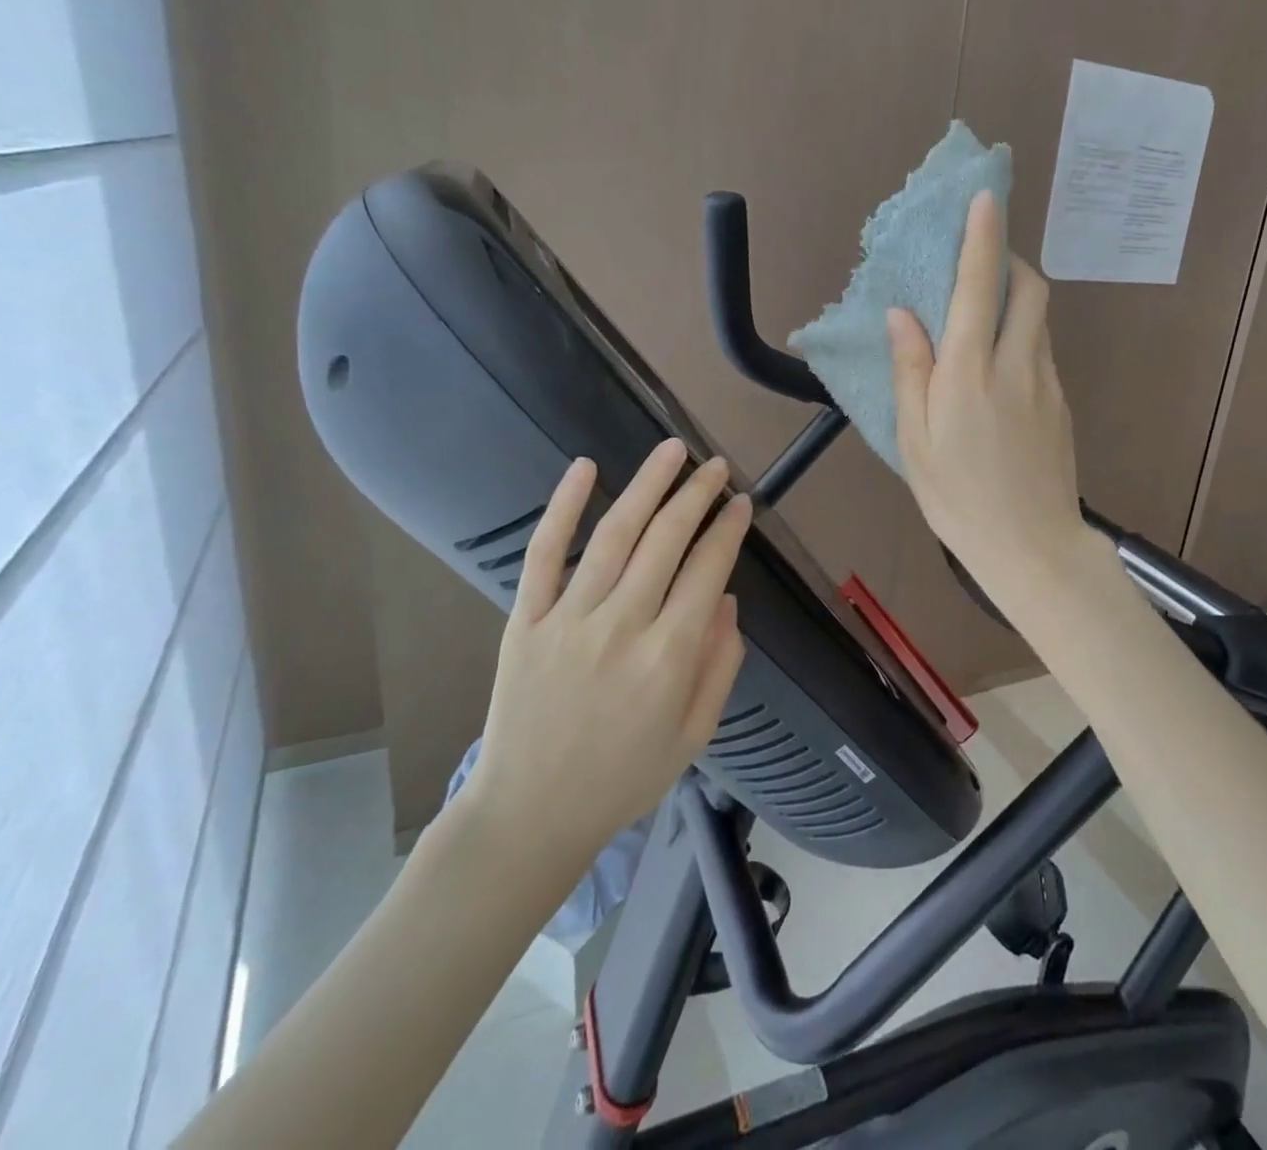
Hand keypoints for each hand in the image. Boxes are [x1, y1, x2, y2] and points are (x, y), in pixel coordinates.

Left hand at [460, 439, 751, 895]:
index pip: (707, 570)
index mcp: (669, 657)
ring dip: (647, 485)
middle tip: (716, 466)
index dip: (728, 530)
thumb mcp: (695, 735)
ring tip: (672, 451)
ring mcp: (568, 619)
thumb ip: (720, 664)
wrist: (530, 815)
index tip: (741, 503)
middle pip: (667, 541)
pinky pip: (545, 554)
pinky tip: (585, 468)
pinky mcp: (525, 620)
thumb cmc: (623, 778)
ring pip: (615, 535)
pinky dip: (564, 507)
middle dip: (697, 495)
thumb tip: (726, 597)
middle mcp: (622, 627)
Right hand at [887, 190, 1089, 612]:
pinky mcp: (1063, 404)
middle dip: (1010, 261)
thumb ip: (910, 372)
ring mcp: (1049, 383)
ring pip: (1040, 319)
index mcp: (971, 373)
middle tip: (981, 264)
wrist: (1033, 547)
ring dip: (1017, 299)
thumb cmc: (958, 500)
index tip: (985, 197)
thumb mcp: (915, 441)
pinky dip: (1023, 338)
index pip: (980, 286)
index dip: (983, 236)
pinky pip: (1043, 352)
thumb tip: (902, 316)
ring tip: (983, 318)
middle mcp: (1017, 365)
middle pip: (1030, 288)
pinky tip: (1000, 373)